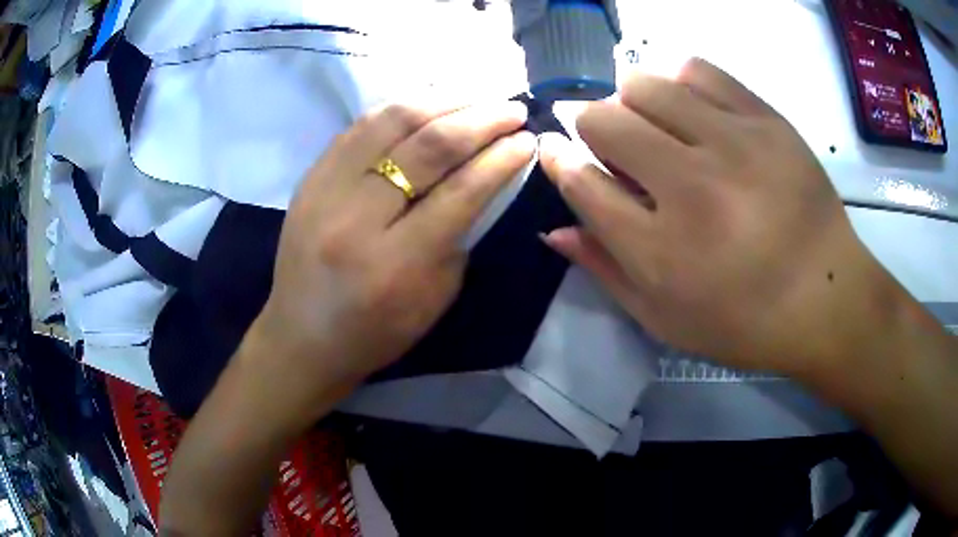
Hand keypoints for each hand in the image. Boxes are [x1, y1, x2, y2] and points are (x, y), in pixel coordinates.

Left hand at [248, 100, 533, 420]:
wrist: (302, 337)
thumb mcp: (435, 297)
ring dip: (442, 101)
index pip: (461, 191)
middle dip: (480, 119)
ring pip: (390, 121)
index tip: (527, 139)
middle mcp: (356, 218)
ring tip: (476, 96)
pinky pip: (360, 125)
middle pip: (427, 147)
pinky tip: (429, 101)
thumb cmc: (375, 331)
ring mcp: (325, 190)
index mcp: (396, 263)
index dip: (501, 158)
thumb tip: (481, 176)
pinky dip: (401, 107)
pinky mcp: (309, 177)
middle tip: (511, 110)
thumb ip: (458, 234)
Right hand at [539, 58, 886, 376]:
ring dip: (634, 102)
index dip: (557, 159)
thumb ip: (606, 270)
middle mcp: (692, 188)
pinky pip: (699, 70)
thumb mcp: (666, 319)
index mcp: (661, 251)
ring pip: (645, 84)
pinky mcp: (767, 121)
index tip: (556, 149)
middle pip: (603, 120)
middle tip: (621, 151)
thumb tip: (554, 228)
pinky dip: (680, 83)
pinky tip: (693, 109)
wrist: (828, 299)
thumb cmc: (745, 322)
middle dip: (594, 130)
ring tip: (659, 127)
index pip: (580, 181)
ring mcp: (734, 145)